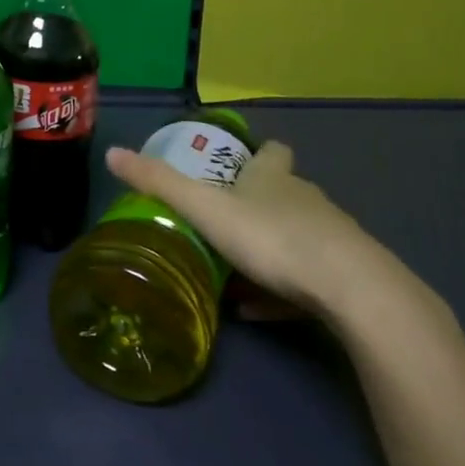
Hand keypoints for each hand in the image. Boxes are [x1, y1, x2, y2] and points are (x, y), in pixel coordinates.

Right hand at [105, 140, 374, 316]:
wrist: (352, 291)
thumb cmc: (272, 237)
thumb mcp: (205, 209)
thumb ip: (160, 183)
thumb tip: (112, 153)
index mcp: (274, 178)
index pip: (272, 152)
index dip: (260, 154)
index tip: (241, 164)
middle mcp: (306, 200)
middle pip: (286, 193)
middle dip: (260, 203)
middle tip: (225, 221)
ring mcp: (331, 240)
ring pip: (298, 237)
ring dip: (271, 249)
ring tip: (236, 271)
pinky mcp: (346, 280)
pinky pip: (307, 283)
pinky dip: (282, 293)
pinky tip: (258, 312)